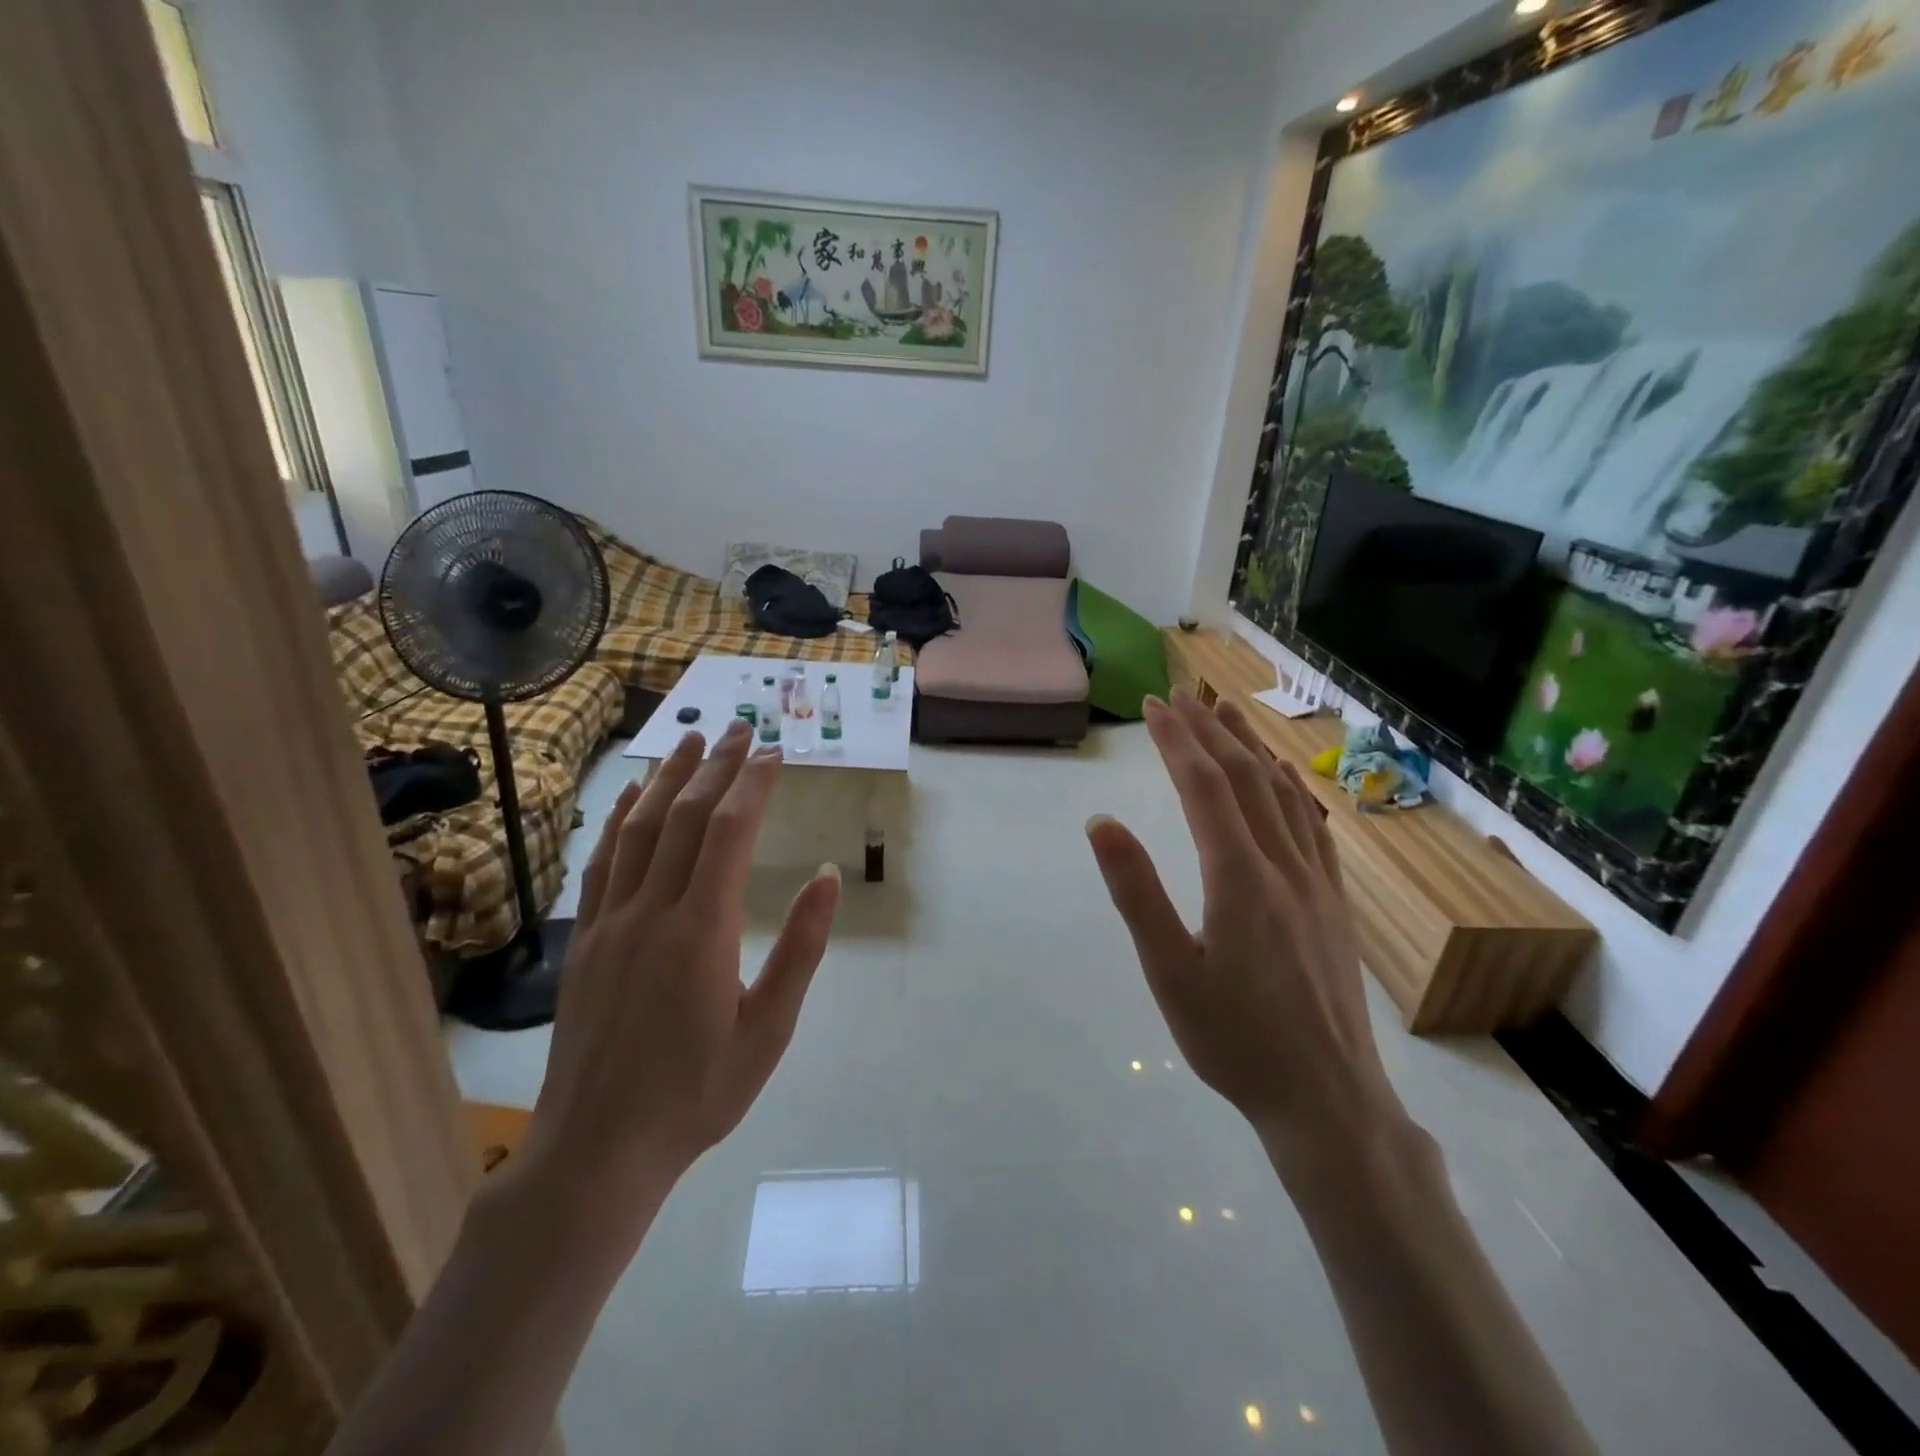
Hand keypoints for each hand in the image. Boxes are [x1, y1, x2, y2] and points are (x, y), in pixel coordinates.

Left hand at [523, 720, 840, 1230]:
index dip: (753, 784)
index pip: (729, 832)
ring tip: (690, 740)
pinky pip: (603, 861)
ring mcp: (610, 921)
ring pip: (640, 828)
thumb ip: (800, 949)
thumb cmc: (697, 1093)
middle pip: (686, 816)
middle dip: (716, 766)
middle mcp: (652, 911)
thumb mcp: (769, 1031)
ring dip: (668, 778)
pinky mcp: (586, 938)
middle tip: (740, 729)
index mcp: (702, 931)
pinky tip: (632, 796)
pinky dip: (620, 818)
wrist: (597, 1149)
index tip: (774, 752)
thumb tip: (826, 877)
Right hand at [1086, 692, 1404, 1155]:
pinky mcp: (1334, 902)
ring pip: (1284, 795)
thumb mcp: (1168, 972)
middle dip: (1210, 731)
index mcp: (1239, 878)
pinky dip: (1292, 788)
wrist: (1327, 1098)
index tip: (1154, 705)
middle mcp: (1283, 865)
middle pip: (1245, 778)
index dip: (1177, 740)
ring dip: (1252, 747)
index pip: (1204, 787)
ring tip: (1229, 713)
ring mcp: (1317, 882)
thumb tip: (1102, 823)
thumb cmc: (1234, 1039)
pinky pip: (1313, 826)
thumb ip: (1136, 892)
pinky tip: (1286, 777)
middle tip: (1184, 694)